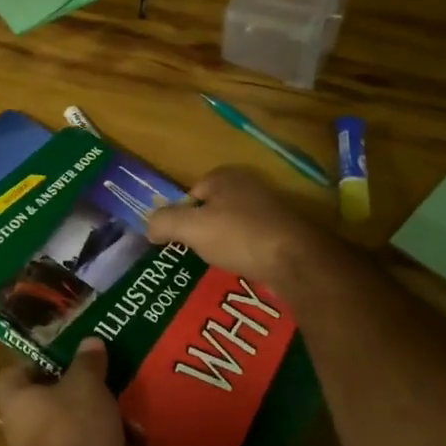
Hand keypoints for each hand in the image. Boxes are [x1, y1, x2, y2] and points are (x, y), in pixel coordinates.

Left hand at [0, 340, 138, 445]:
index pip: (15, 372)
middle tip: (108, 360)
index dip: (38, 358)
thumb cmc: (73, 433)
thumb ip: (88, 362)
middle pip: (51, 397)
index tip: (68, 347)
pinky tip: (140, 418)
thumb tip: (90, 341)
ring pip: (78, 422)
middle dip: (78, 382)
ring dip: (100, 409)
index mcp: (18, 401)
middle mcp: (29, 427)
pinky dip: (116, 435)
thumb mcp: (84, 385)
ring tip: (129, 383)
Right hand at [145, 165, 345, 290]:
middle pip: (212, 209)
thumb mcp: (190, 228)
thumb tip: (149, 227)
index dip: (181, 216)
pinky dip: (244, 253)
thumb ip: (163, 222)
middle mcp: (249, 185)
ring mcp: (270, 207)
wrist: (297, 261)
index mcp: (225, 176)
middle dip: (202, 230)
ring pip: (233, 225)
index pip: (191, 193)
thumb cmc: (239, 236)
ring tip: (216, 264)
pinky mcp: (284, 231)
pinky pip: (252, 240)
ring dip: (223, 244)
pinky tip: (240, 268)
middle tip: (194, 253)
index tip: (178, 240)